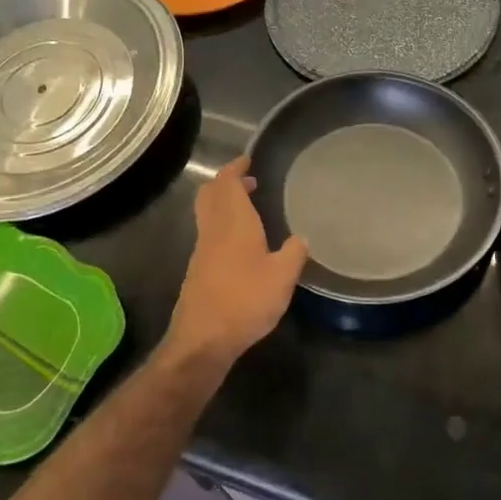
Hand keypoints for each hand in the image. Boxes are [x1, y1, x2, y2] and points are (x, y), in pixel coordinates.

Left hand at [165, 156, 308, 364]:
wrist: (203, 339)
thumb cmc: (245, 301)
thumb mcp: (282, 277)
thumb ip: (294, 253)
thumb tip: (302, 237)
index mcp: (234, 223)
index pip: (227, 183)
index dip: (235, 168)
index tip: (247, 160)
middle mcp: (213, 230)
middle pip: (210, 194)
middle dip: (226, 182)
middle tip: (248, 181)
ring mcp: (202, 251)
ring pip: (208, 214)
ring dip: (224, 204)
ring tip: (249, 209)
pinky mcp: (198, 271)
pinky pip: (209, 234)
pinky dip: (223, 225)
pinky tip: (241, 244)